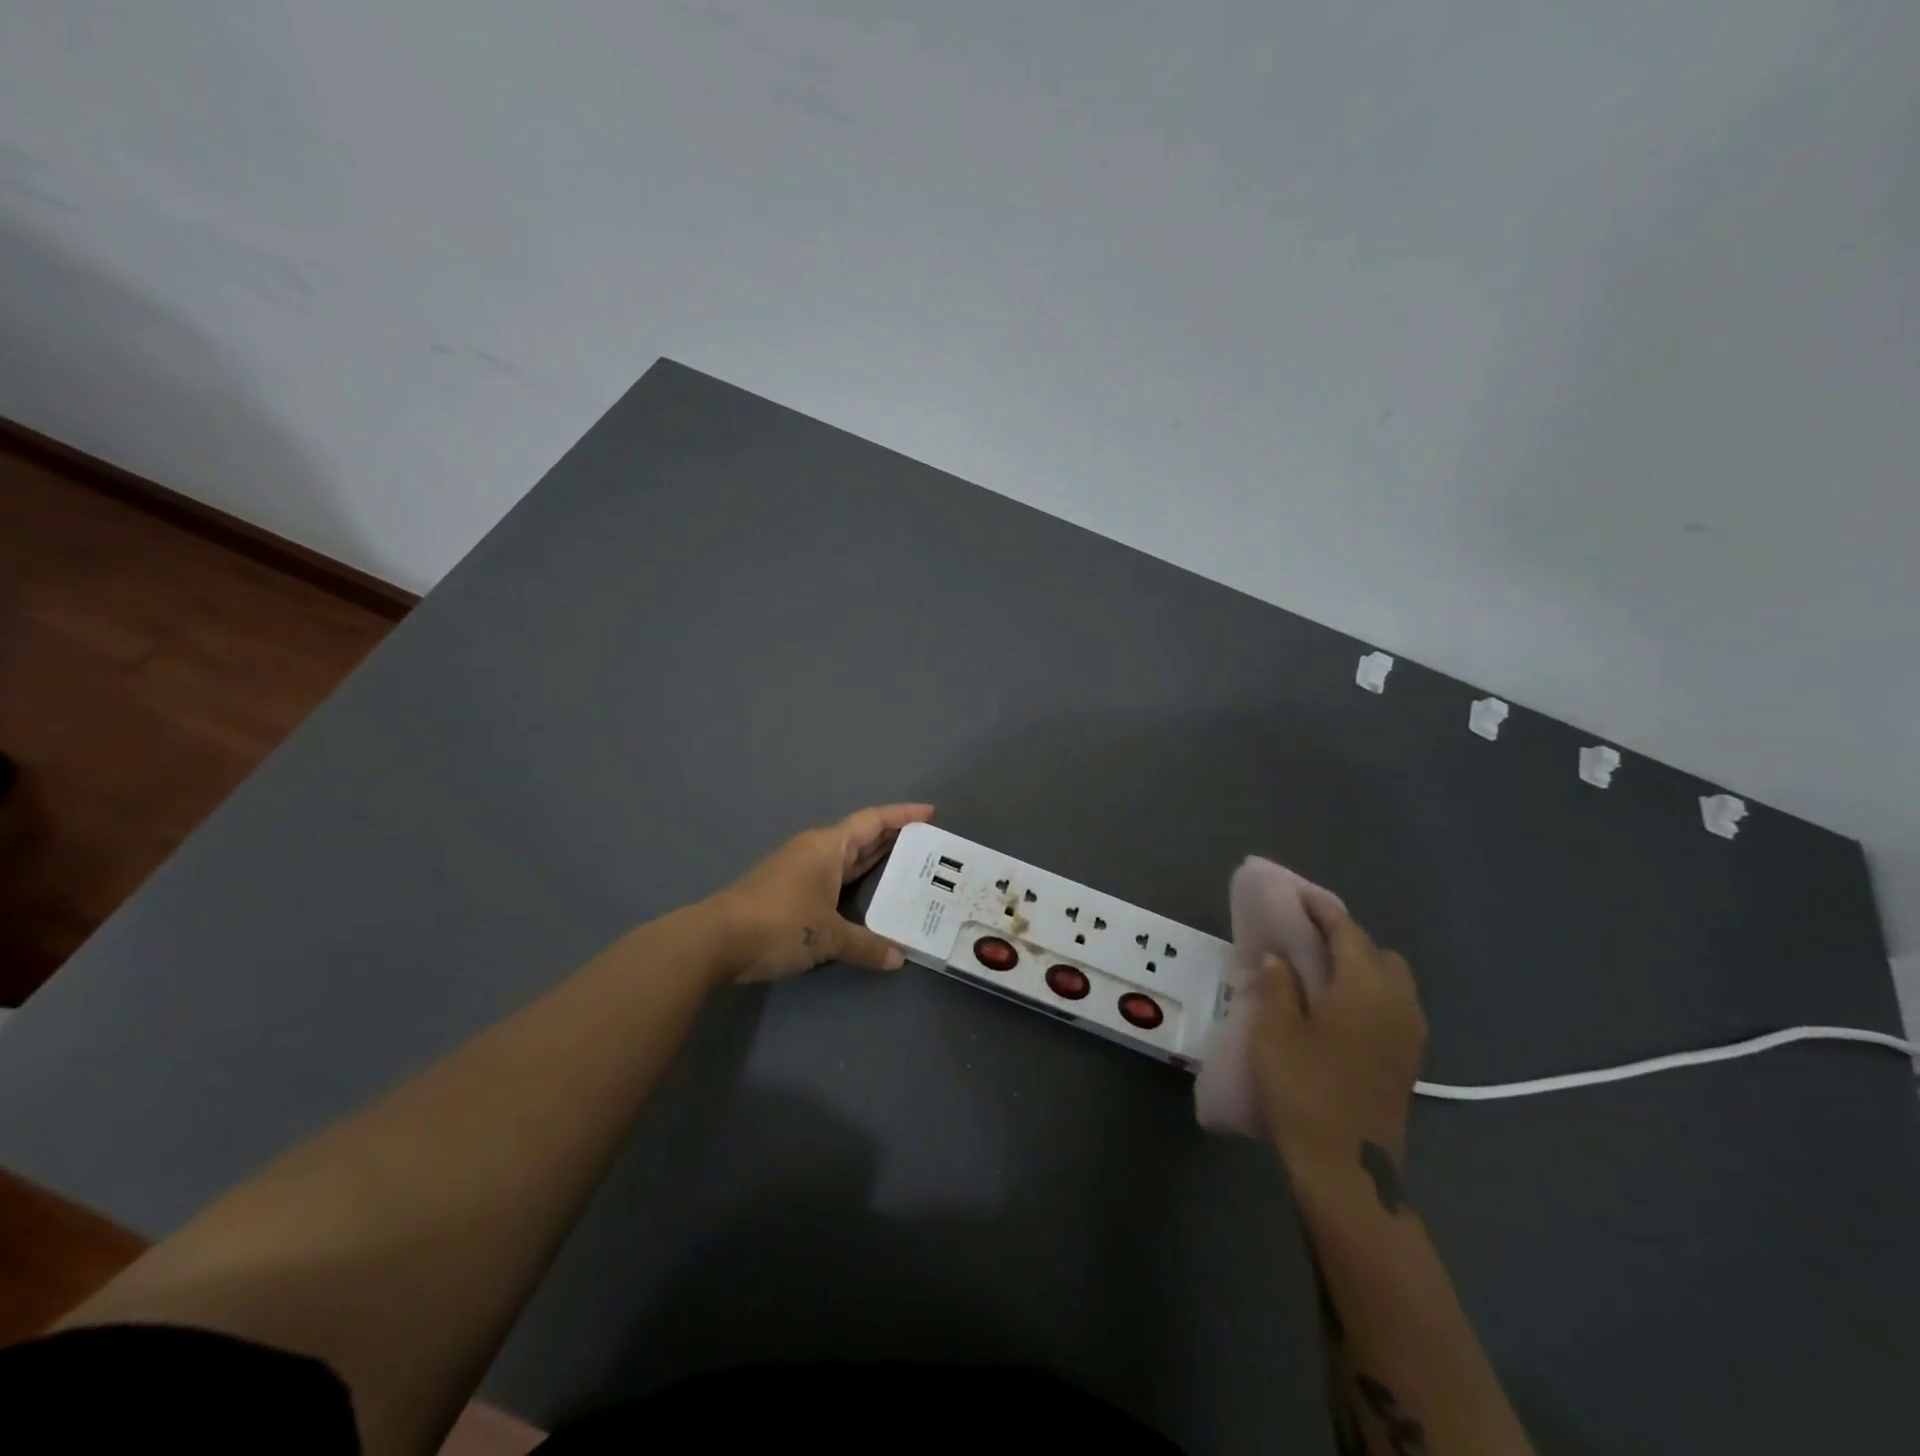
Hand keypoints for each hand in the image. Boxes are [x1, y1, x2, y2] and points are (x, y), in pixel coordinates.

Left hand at [705, 804, 934, 982]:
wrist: (715, 940)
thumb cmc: (777, 923)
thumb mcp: (827, 936)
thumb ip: (865, 945)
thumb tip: (898, 958)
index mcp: (827, 846)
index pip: (873, 821)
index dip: (903, 815)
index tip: (931, 814)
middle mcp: (814, 851)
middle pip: (861, 836)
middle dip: (894, 838)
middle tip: (928, 846)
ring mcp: (799, 870)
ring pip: (846, 857)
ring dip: (874, 860)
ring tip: (907, 868)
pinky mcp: (788, 891)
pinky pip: (833, 877)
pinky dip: (855, 881)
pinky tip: (867, 896)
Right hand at [1251, 895, 1426, 1183]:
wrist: (1348, 1169)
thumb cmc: (1305, 1089)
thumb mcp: (1275, 1031)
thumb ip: (1277, 986)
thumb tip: (1278, 958)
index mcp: (1366, 988)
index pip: (1347, 932)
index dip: (1321, 910)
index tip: (1298, 895)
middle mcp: (1398, 1004)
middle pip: (1378, 954)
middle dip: (1346, 938)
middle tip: (1305, 938)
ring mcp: (1409, 1036)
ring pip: (1390, 982)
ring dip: (1359, 967)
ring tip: (1318, 972)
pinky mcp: (1406, 1062)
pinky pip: (1391, 1008)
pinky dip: (1367, 994)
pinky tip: (1335, 1009)